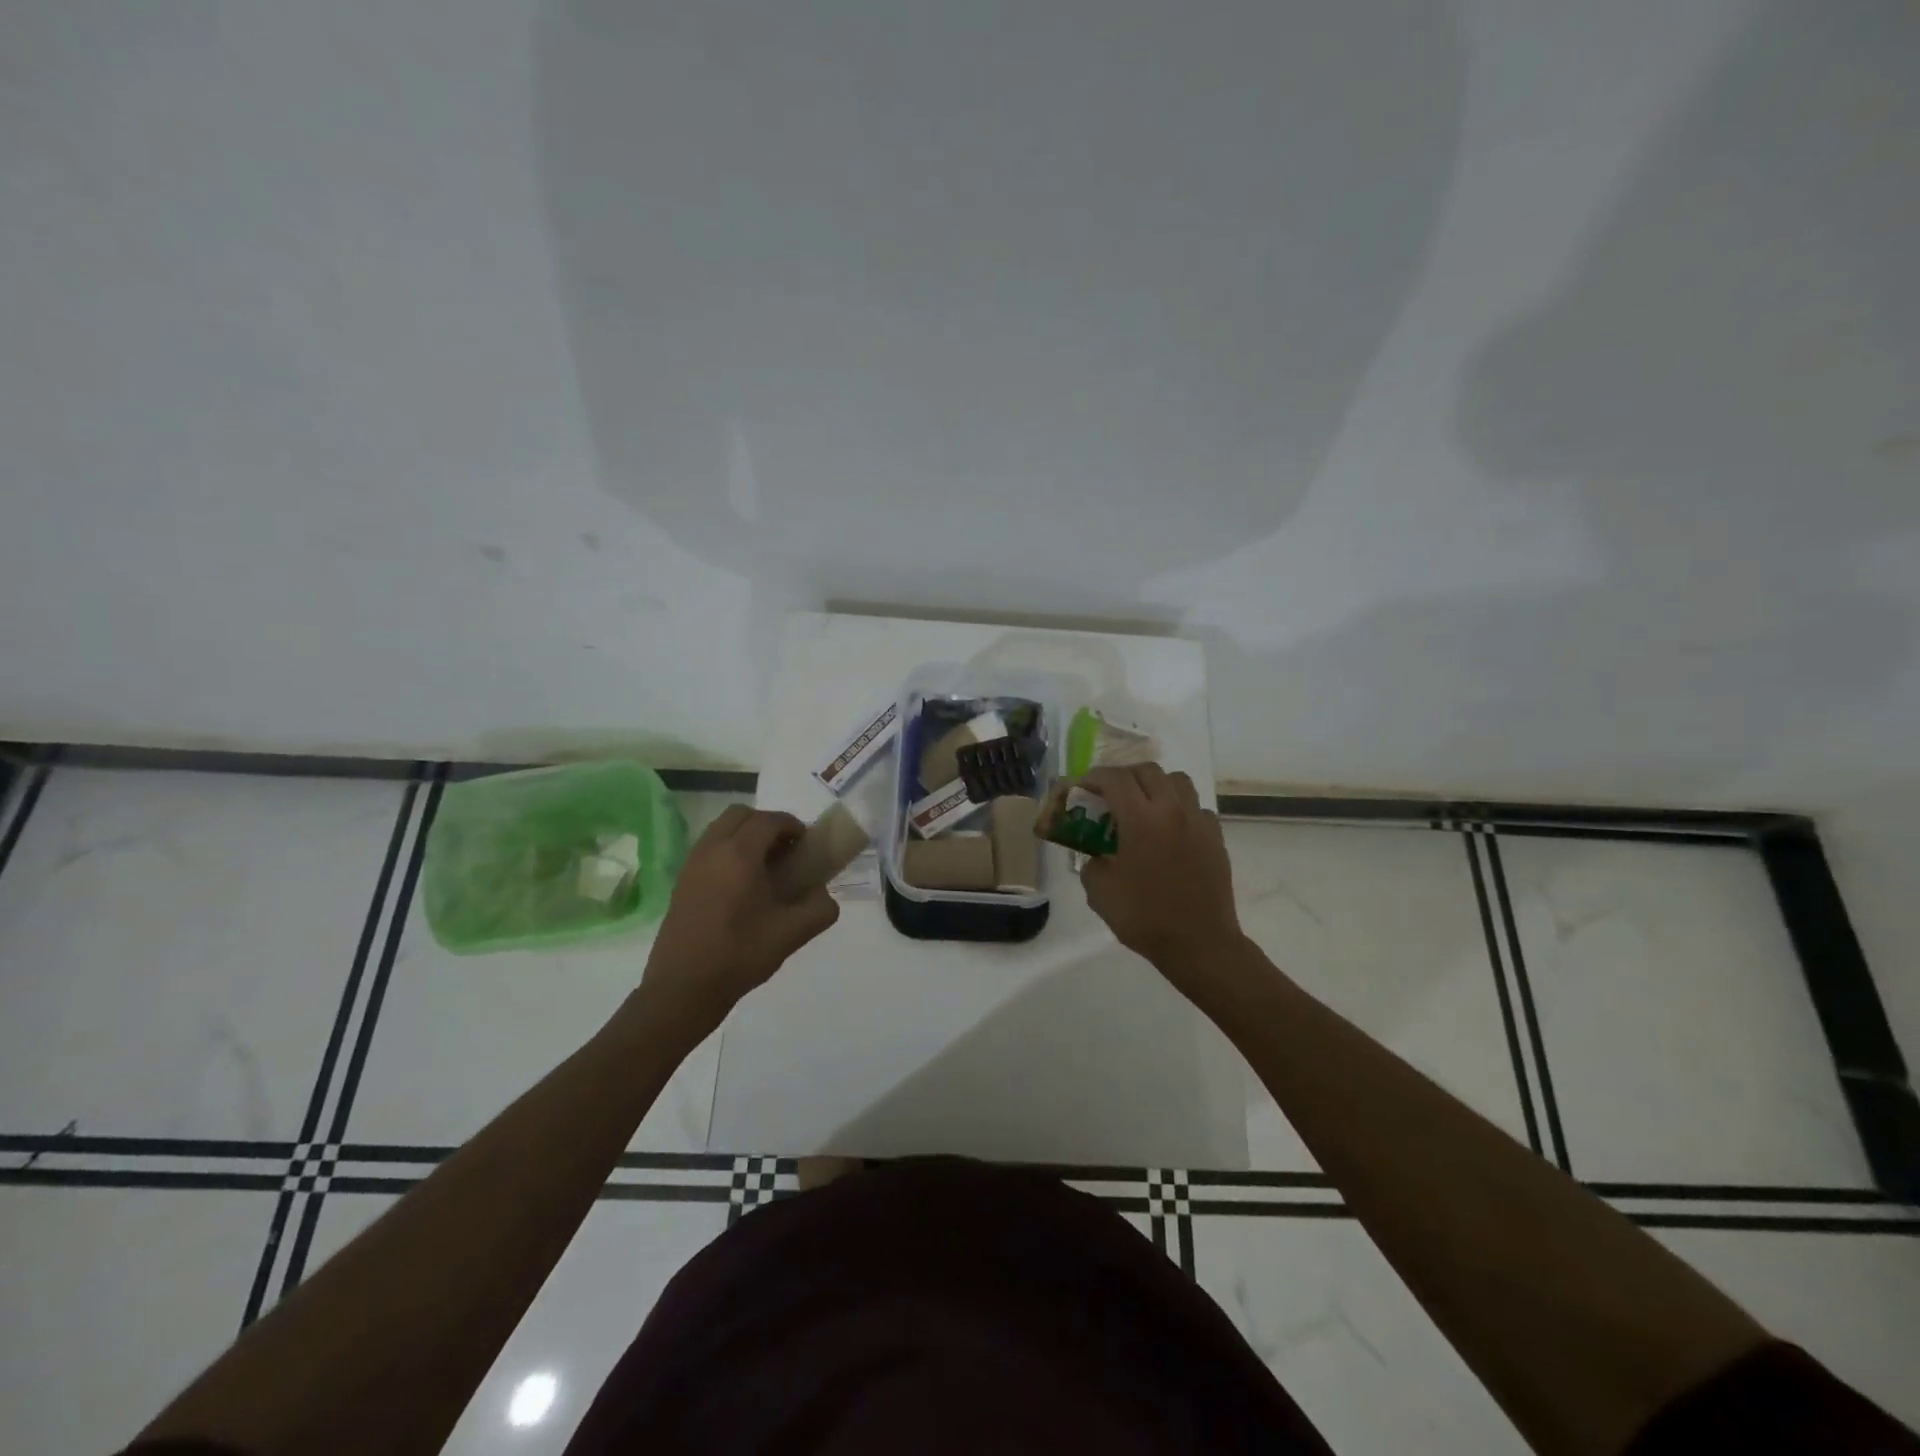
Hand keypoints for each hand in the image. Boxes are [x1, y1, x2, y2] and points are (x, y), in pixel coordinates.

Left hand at [638, 805, 839, 1036]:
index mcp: (739, 856)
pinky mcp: (681, 882)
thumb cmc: (739, 956)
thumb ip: (819, 909)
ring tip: (764, 868)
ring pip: (721, 829)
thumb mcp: (791, 934)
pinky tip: (741, 886)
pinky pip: (708, 848)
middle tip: (785, 851)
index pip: (769, 820)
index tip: (807, 845)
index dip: (792, 825)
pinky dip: (728, 851)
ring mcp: (692, 864)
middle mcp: (712, 850)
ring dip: (745, 836)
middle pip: (740, 815)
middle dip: (766, 824)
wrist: (682, 989)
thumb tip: (825, 897)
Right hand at [1080, 764, 1245, 991]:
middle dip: (1123, 776)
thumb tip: (1098, 855)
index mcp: (1141, 819)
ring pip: (1178, 781)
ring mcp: (1198, 822)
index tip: (1081, 788)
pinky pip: (1197, 808)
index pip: (1114, 779)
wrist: (1199, 944)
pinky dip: (1180, 809)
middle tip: (1109, 794)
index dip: (1092, 777)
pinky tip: (1170, 831)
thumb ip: (1092, 863)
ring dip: (1155, 785)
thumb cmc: (1145, 917)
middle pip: (1147, 771)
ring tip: (1143, 805)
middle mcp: (1172, 811)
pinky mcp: (1216, 838)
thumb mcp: (1100, 892)